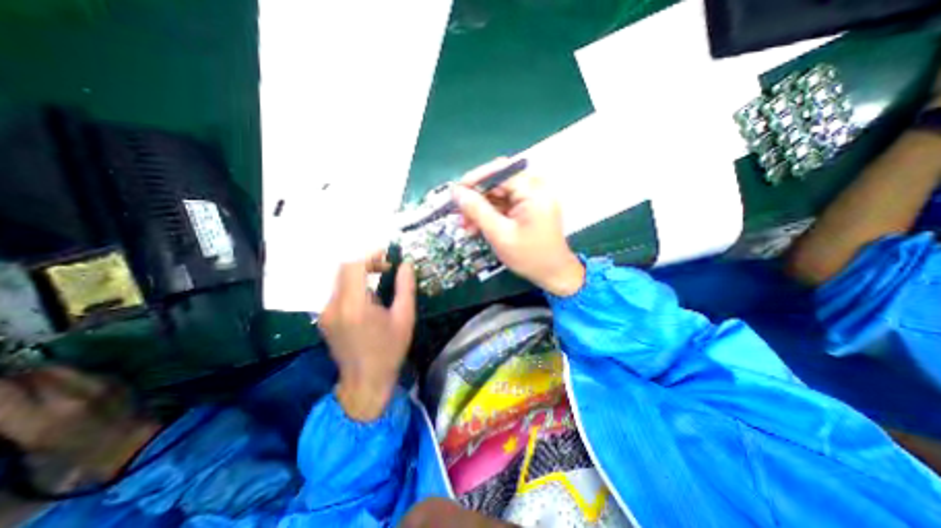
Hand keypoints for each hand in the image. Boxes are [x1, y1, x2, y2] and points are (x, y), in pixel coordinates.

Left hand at [319, 253, 414, 421]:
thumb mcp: (405, 318)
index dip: (370, 256)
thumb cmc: (390, 350)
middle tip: (386, 268)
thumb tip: (406, 264)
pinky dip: (353, 287)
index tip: (387, 257)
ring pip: (340, 280)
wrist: (365, 381)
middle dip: (365, 263)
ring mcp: (326, 313)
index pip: (353, 267)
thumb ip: (405, 287)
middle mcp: (334, 306)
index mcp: (355, 306)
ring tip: (380, 282)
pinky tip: (368, 299)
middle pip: (344, 270)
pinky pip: (338, 293)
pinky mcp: (324, 319)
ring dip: (360, 274)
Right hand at [451, 157, 585, 295]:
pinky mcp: (528, 207)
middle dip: (475, 198)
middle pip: (497, 182)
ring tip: (465, 226)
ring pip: (498, 194)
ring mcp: (531, 197)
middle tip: (459, 214)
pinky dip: (489, 214)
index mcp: (533, 190)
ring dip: (480, 208)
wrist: (554, 274)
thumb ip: (478, 211)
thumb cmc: (530, 257)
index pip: (499, 171)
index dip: (474, 179)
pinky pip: (504, 204)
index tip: (455, 193)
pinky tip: (477, 227)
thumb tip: (456, 192)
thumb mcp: (500, 234)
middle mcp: (534, 187)